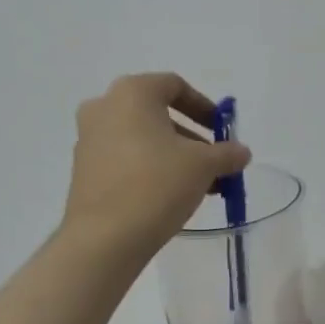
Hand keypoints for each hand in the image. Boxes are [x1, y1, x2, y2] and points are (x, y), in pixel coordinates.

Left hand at [61, 73, 250, 257]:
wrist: (104, 238)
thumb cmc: (156, 185)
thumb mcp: (203, 166)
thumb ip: (226, 153)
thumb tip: (241, 152)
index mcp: (132, 93)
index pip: (174, 85)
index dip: (203, 106)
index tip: (221, 130)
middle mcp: (104, 107)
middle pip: (156, 113)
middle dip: (190, 136)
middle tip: (213, 160)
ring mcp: (88, 139)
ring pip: (141, 138)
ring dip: (172, 154)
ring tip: (198, 184)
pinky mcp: (83, 169)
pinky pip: (124, 158)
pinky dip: (149, 167)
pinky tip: (169, 195)